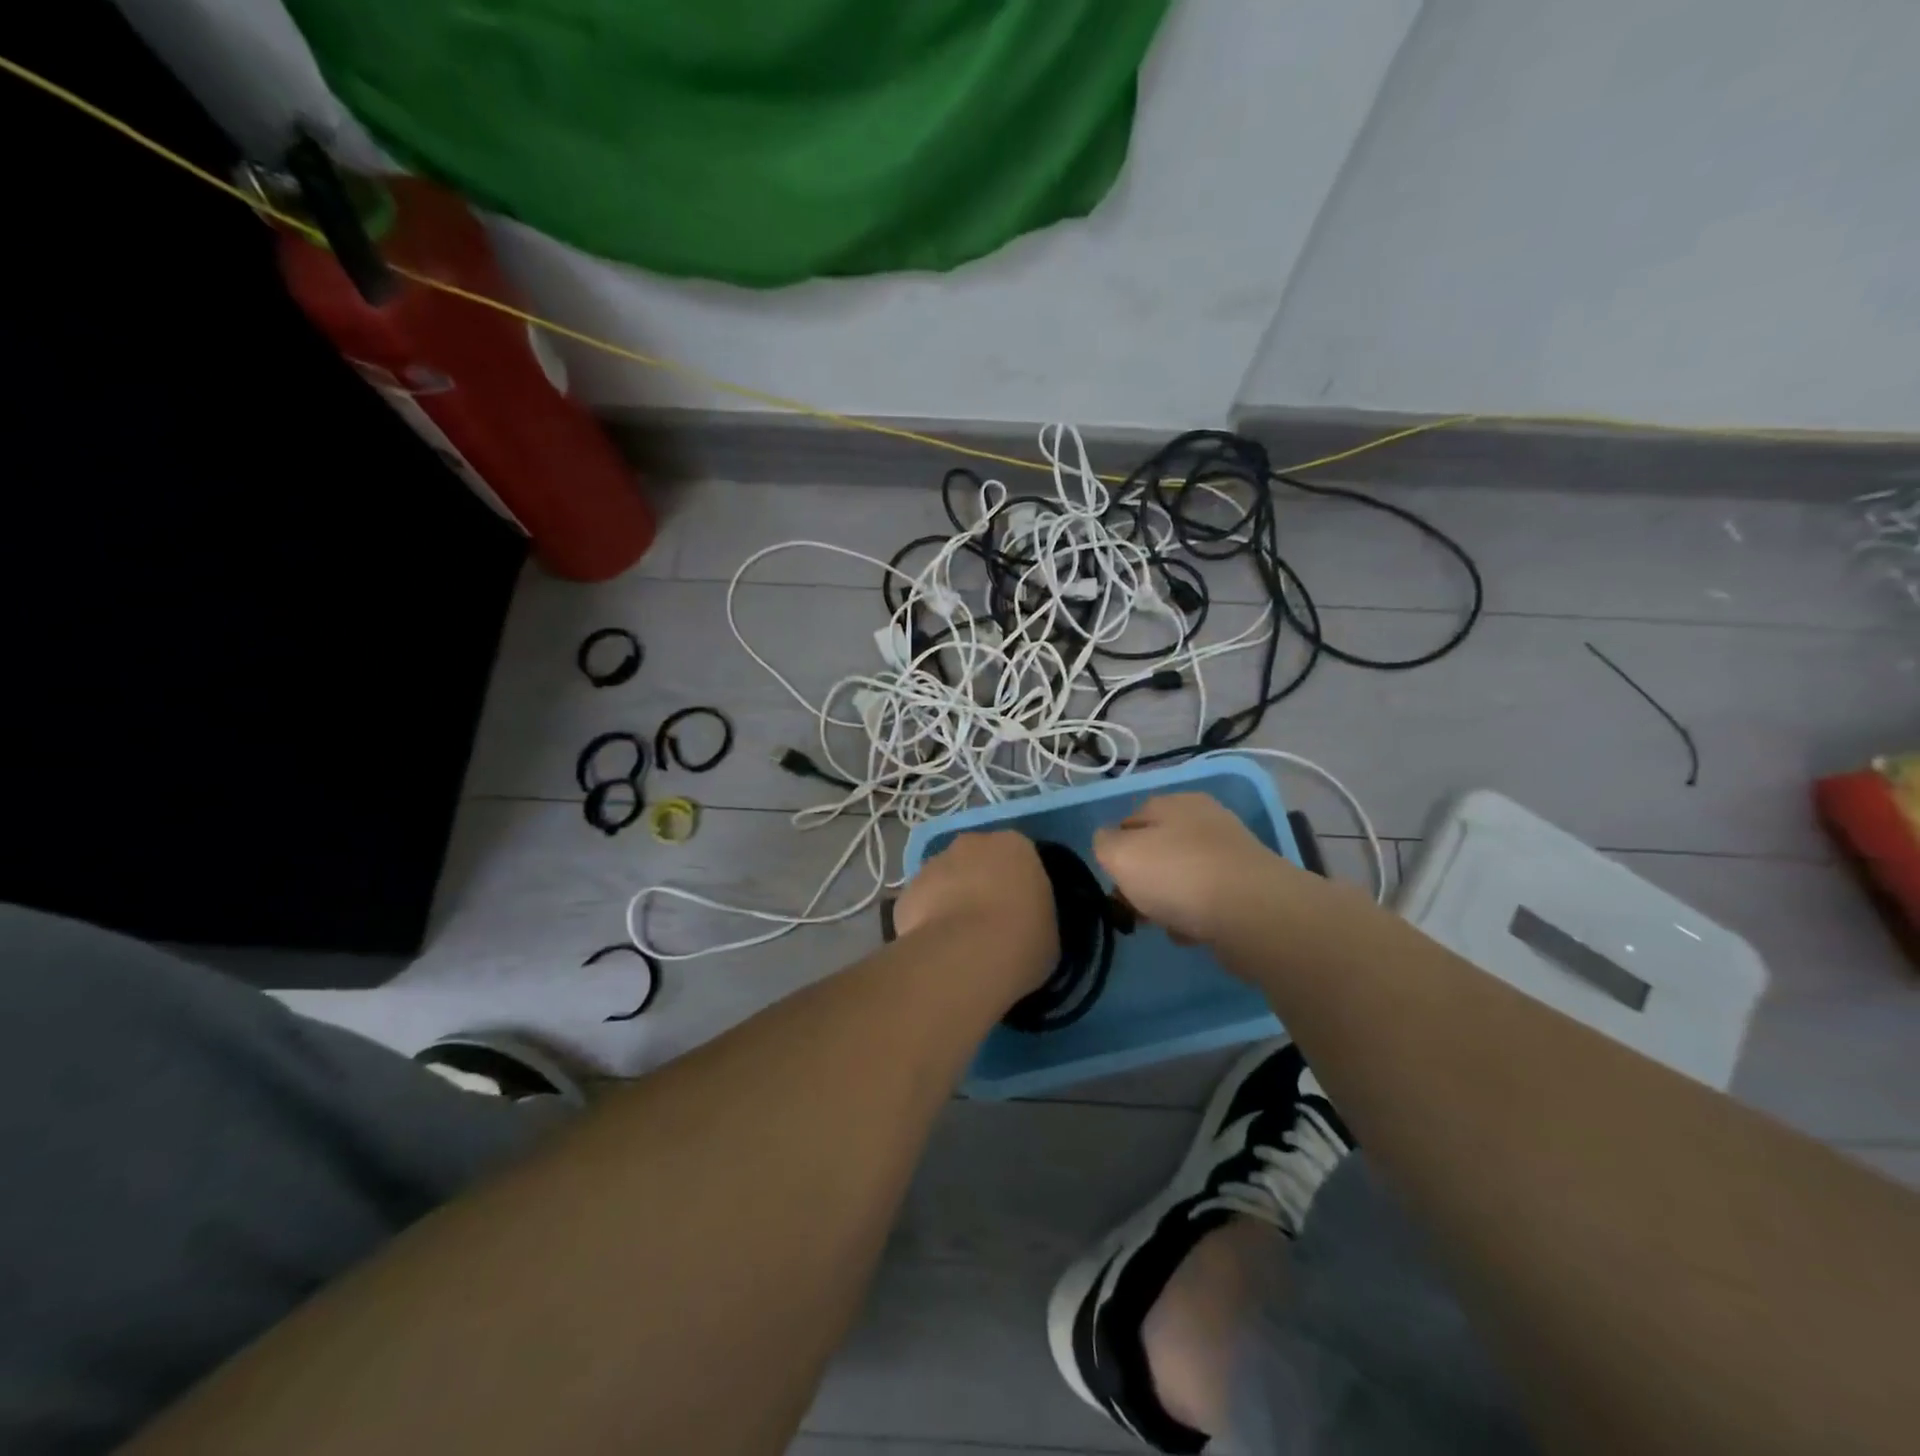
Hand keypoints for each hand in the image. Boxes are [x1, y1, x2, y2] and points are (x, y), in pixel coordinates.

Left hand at [892, 831, 1058, 994]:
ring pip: (944, 879)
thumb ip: (1034, 915)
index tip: (1019, 910)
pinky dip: (925, 920)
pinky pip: (920, 904)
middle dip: (978, 883)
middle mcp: (971, 843)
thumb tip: (1024, 923)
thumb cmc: (1023, 939)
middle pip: (976, 859)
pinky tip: (936, 948)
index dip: (1016, 883)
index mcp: (1014, 845)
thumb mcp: (1048, 930)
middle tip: (988, 921)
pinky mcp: (906, 891)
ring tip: (959, 940)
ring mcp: (933, 864)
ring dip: (950, 899)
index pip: (1017, 855)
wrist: (966, 955)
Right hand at [1093, 793, 1300, 946]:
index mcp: (1173, 803)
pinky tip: (1191, 933)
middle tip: (1133, 908)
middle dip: (1142, 880)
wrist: (1254, 914)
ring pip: (1182, 877)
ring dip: (1167, 902)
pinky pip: (1208, 901)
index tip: (1112, 883)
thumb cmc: (1178, 875)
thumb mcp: (1119, 854)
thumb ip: (1104, 844)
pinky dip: (1195, 917)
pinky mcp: (1249, 888)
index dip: (1115, 852)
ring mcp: (1231, 854)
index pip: (1129, 821)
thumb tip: (1109, 842)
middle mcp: (1205, 820)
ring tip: (1163, 924)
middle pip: (1157, 851)